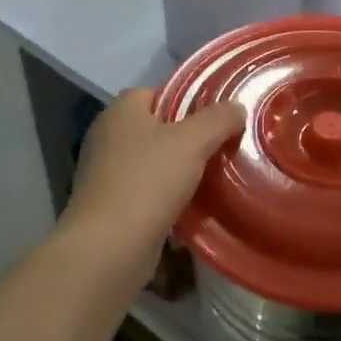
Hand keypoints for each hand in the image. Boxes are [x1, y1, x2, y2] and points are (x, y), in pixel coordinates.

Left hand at [63, 88, 245, 283]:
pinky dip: (166, 195)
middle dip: (188, 137)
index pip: (158, 92)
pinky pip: (145, 189)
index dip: (188, 100)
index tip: (217, 117)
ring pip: (152, 161)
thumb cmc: (149, 182)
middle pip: (157, 127)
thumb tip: (236, 108)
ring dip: (178, 169)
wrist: (109, 248)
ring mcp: (104, 172)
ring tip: (213, 176)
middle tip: (221, 146)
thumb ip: (219, 119)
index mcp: (121, 111)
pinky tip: (191, 205)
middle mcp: (107, 136)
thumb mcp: (193, 141)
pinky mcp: (109, 204)